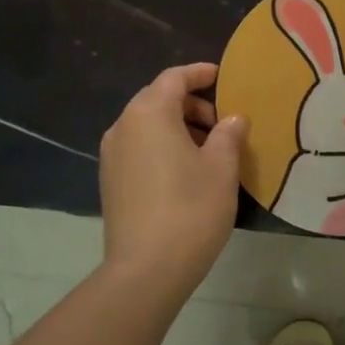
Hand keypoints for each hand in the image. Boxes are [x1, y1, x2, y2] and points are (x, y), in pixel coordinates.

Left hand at [98, 63, 245, 297]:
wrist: (146, 270)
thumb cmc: (191, 209)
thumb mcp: (221, 167)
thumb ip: (229, 134)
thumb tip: (233, 119)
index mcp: (149, 113)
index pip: (174, 78)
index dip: (200, 74)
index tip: (223, 77)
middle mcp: (123, 127)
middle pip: (158, 99)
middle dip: (192, 104)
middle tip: (224, 122)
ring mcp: (112, 156)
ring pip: (148, 125)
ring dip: (178, 127)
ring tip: (210, 149)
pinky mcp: (111, 181)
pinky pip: (140, 148)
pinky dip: (163, 146)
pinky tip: (188, 171)